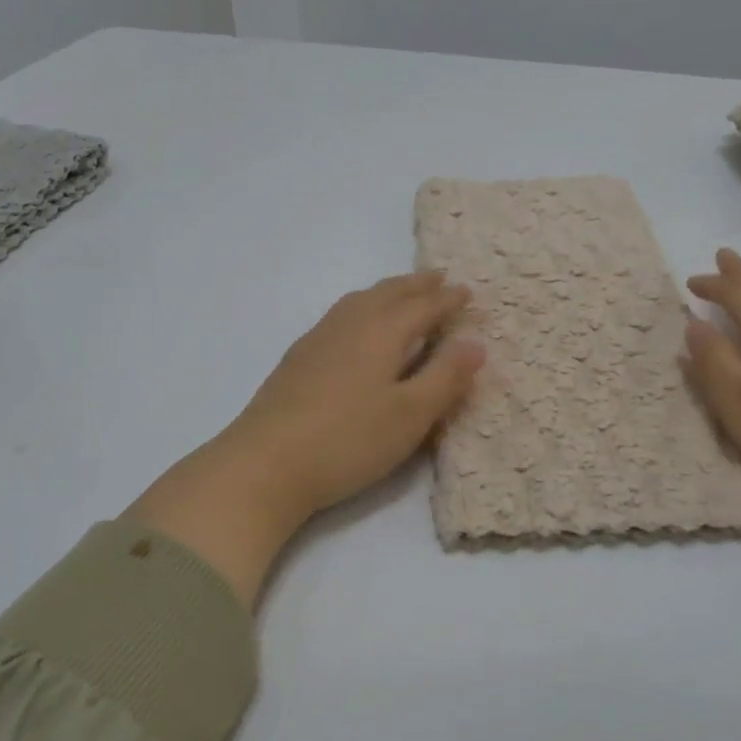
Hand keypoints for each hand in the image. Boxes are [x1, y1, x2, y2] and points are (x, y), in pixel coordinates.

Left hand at [128, 272, 483, 606]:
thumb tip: (475, 343)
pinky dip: (361, 307)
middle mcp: (349, 325)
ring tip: (400, 293)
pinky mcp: (297, 359)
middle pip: (387, 294)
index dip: (447, 299)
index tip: (467, 291)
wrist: (265, 463)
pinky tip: (355, 326)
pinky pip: (340, 315)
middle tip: (437, 277)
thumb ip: (445, 377)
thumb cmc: (348, 440)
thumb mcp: (410, 415)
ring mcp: (318, 340)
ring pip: (358, 301)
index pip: (422, 307)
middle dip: (415, 285)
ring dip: (386, 292)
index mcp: (381, 333)